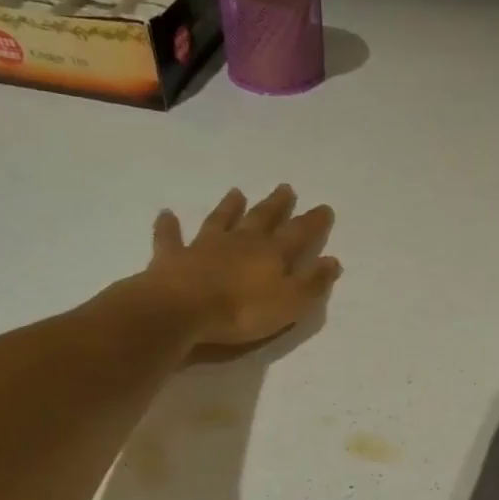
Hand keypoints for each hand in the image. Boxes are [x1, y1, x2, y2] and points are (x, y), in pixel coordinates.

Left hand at [139, 185, 340, 349]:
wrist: (182, 311)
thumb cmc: (242, 311)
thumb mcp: (291, 303)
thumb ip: (313, 282)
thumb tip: (332, 260)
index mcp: (271, 254)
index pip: (298, 233)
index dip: (313, 222)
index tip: (324, 207)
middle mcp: (240, 242)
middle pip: (262, 219)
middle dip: (276, 205)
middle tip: (285, 188)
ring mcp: (204, 247)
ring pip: (220, 220)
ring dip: (229, 207)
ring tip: (236, 192)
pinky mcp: (173, 257)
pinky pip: (170, 238)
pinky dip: (168, 226)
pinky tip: (166, 214)